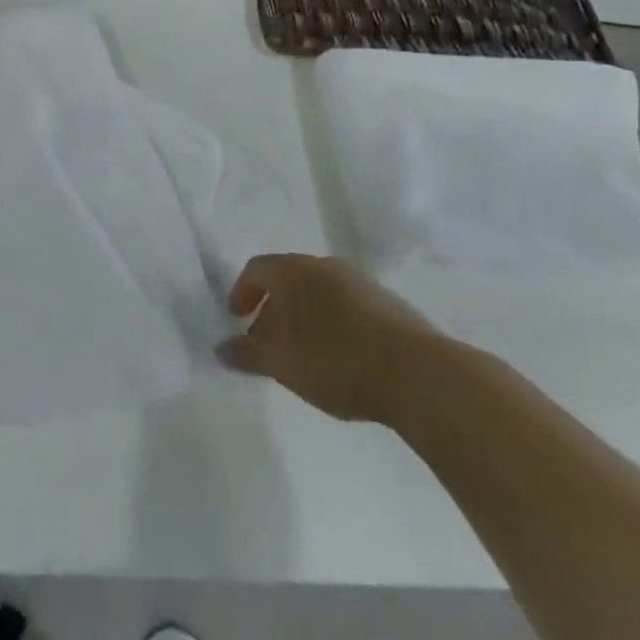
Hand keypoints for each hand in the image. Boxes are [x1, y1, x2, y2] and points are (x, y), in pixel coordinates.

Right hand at [216, 254, 440, 424]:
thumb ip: (247, 354)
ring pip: (318, 291)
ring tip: (302, 353)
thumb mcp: (281, 363)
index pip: (256, 269)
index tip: (237, 319)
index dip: (241, 292)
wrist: (417, 373)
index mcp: (293, 271)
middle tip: (266, 342)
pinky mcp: (387, 301)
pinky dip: (330, 321)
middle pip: (287, 278)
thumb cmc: (335, 361)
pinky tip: (338, 355)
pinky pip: (345, 303)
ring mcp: (360, 281)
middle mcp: (324, 265)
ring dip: (302, 315)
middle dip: (271, 307)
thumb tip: (222, 348)